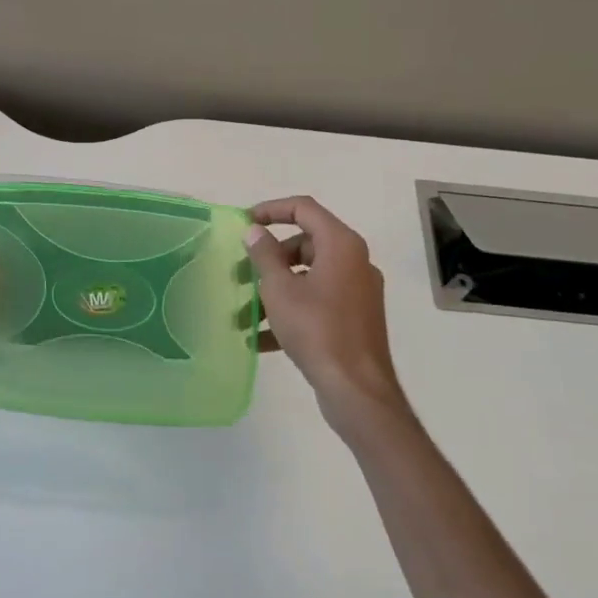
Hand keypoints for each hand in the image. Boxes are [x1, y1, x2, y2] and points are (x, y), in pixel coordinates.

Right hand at [245, 196, 414, 443]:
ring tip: (243, 315)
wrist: (356, 389)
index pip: (304, 208)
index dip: (271, 210)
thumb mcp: (280, 290)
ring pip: (308, 277)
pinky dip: (290, 312)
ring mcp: (357, 291)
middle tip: (240, 273)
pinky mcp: (355, 318)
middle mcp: (354, 261)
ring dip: (274, 291)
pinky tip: (261, 339)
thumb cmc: (317, 330)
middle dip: (268, 259)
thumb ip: (265, 255)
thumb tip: (254, 231)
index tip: (244, 223)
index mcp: (341, 245)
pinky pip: (316, 303)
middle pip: (305, 244)